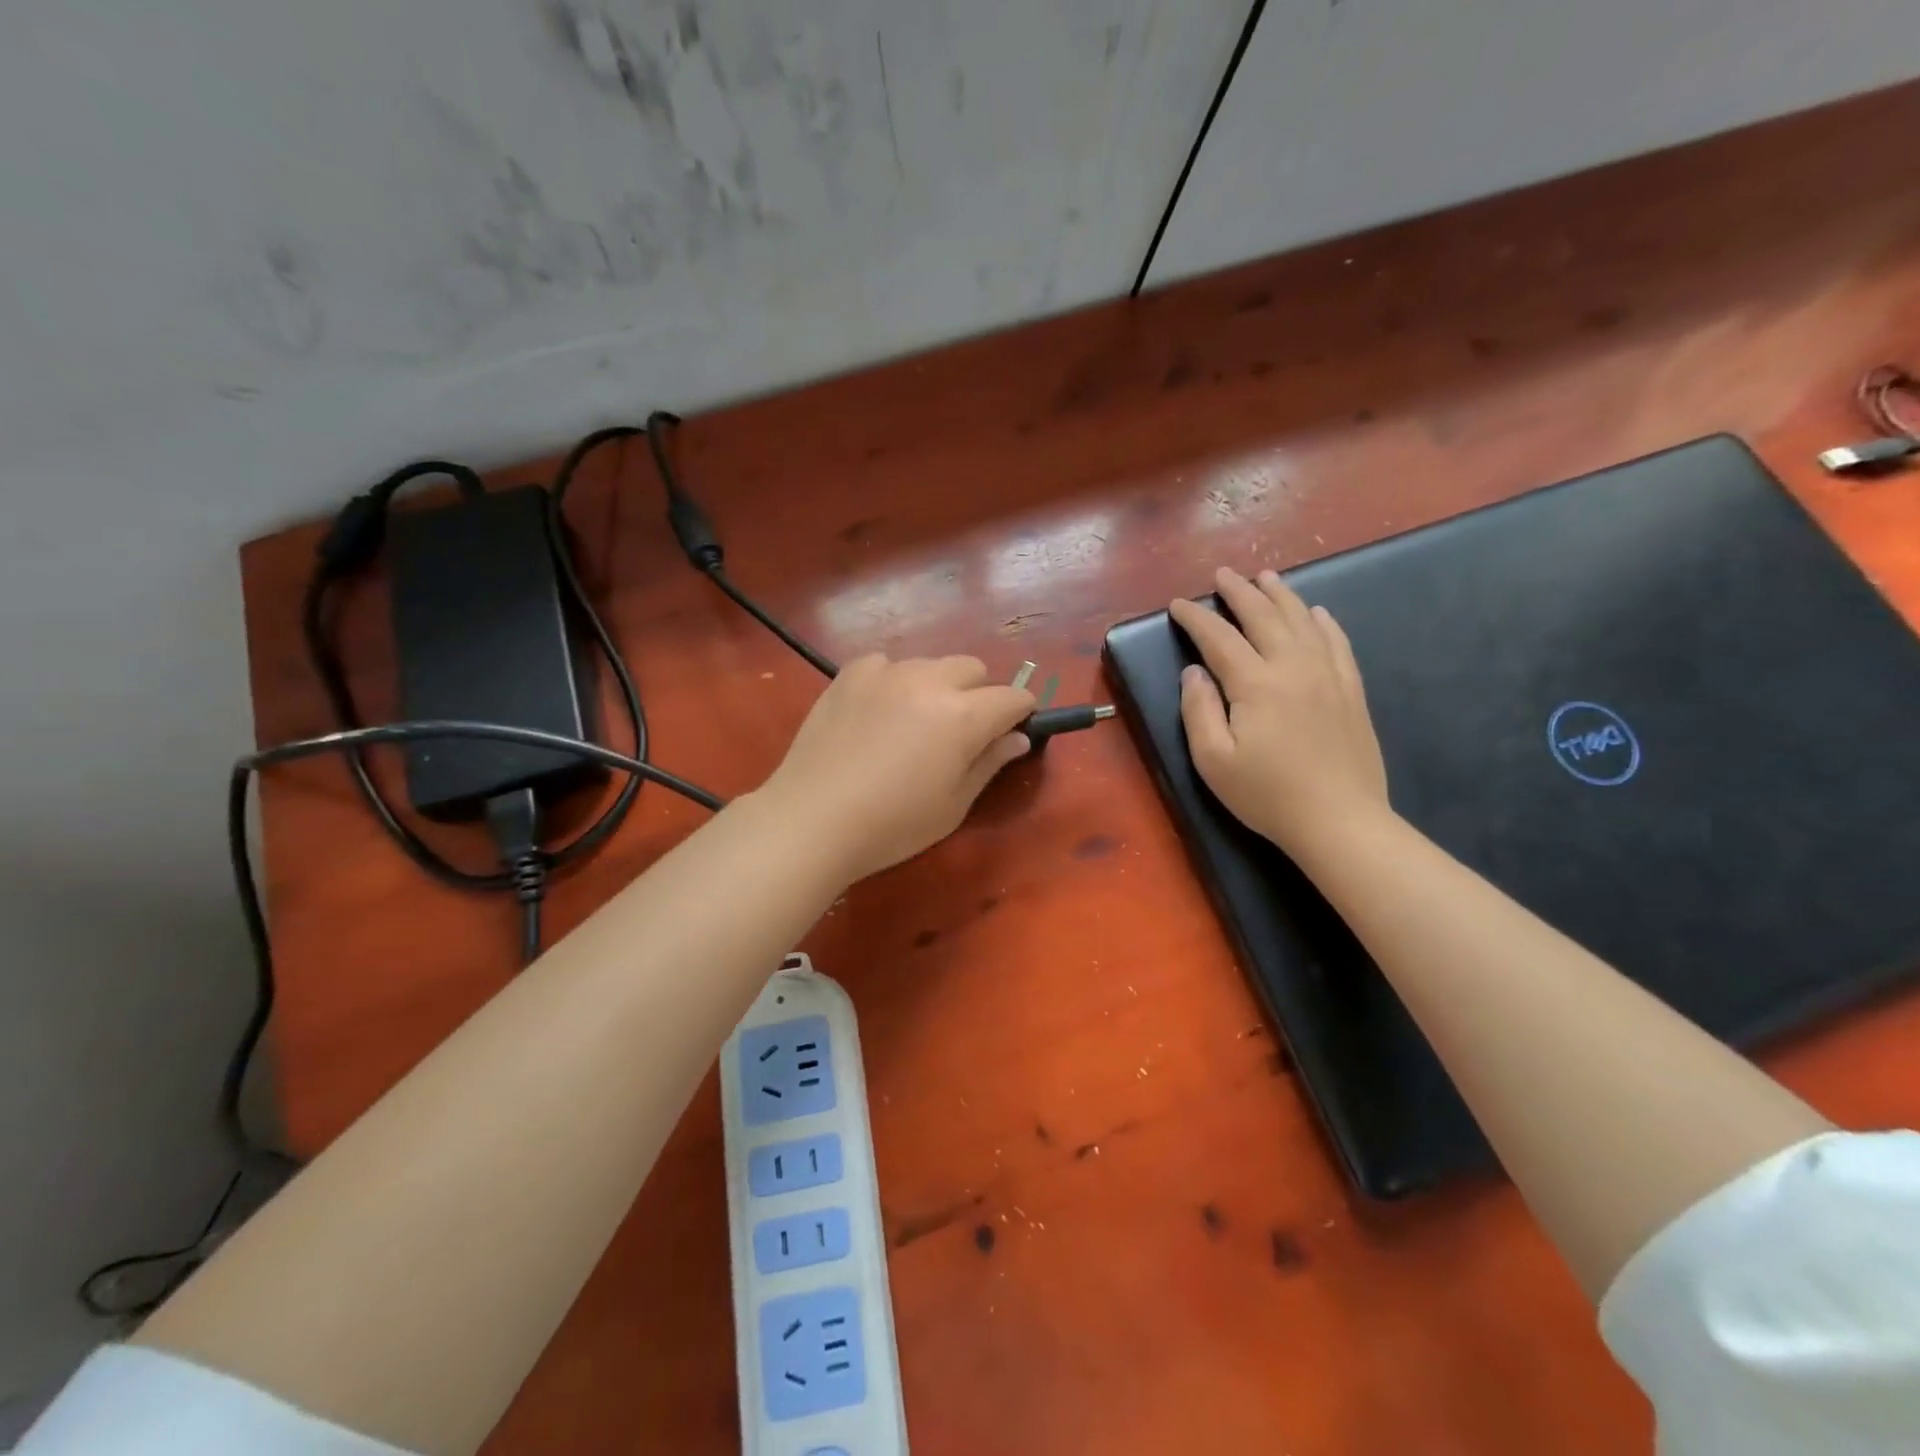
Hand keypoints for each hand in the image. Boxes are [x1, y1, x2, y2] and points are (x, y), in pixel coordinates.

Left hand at [755, 654, 1035, 881]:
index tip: (1011, 732)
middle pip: (974, 669)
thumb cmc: (892, 825)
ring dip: (936, 686)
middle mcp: (929, 681)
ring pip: (930, 663)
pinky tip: (877, 713)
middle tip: (959, 733)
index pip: (1013, 697)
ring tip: (913, 723)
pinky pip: (887, 664)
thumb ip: (989, 763)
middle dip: (979, 694)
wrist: (812, 819)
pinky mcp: (850, 674)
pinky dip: (894, 682)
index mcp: (964, 716)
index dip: (1020, 714)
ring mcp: (886, 672)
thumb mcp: (953, 805)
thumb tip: (1018, 737)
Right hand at [1170, 567, 1388, 854]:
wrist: (1340, 820)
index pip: (1219, 638)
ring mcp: (1328, 676)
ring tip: (1265, 577)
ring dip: (1280, 595)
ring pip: (1302, 621)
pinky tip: (1316, 612)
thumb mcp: (1213, 760)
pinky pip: (1336, 643)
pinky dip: (1323, 622)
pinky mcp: (1351, 691)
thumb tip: (1194, 673)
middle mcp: (1293, 667)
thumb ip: (1198, 711)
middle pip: (1264, 616)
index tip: (1178, 605)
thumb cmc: (1267, 794)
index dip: (1196, 618)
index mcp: (1255, 684)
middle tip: (1223, 574)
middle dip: (1239, 592)